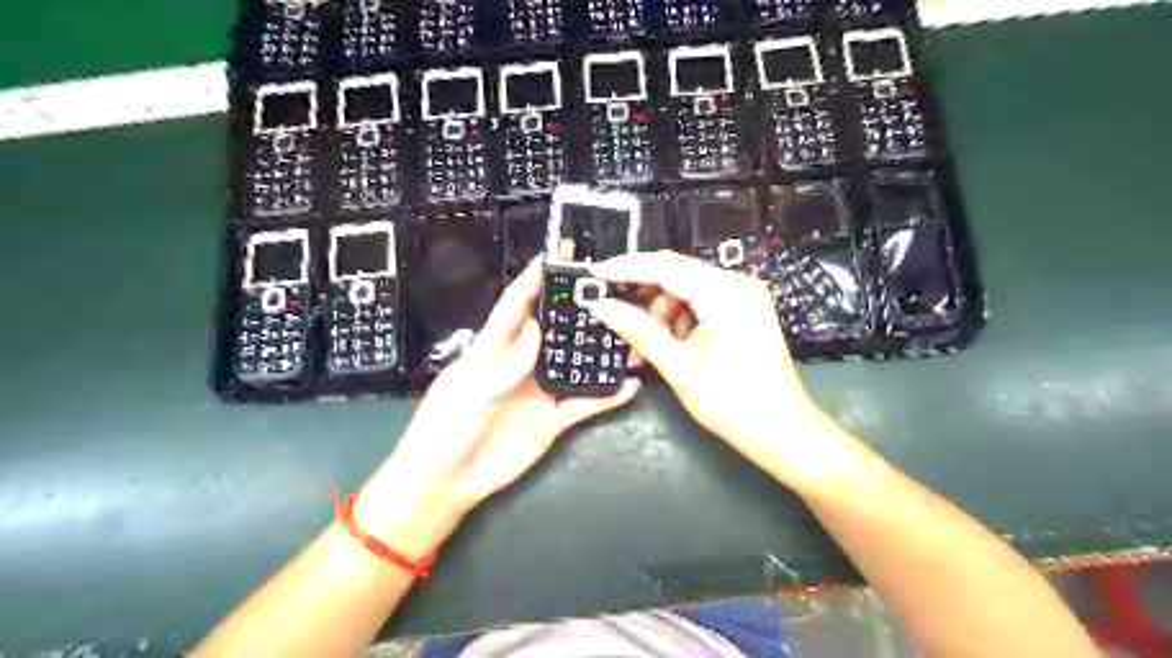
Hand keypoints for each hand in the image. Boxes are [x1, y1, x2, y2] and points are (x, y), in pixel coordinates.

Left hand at [356, 256, 639, 554]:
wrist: (447, 482)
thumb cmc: (446, 427)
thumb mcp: (469, 390)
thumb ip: (505, 363)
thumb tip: (536, 328)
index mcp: (493, 349)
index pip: (514, 307)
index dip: (532, 282)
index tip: (556, 256)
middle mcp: (522, 364)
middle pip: (553, 331)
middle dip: (575, 310)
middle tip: (607, 291)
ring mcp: (540, 391)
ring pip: (575, 365)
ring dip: (598, 352)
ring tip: (628, 334)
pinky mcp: (553, 419)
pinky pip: (584, 404)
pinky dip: (606, 396)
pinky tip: (628, 385)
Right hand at [592, 253, 846, 487]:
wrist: (781, 432)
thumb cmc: (731, 403)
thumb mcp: (677, 366)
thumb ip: (637, 330)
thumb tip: (600, 306)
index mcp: (725, 292)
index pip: (666, 266)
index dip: (626, 267)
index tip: (594, 274)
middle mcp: (737, 285)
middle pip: (676, 278)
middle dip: (644, 302)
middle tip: (616, 324)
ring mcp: (743, 298)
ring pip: (685, 294)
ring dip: (661, 319)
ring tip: (645, 352)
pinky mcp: (744, 312)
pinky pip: (700, 306)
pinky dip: (679, 324)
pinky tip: (670, 349)